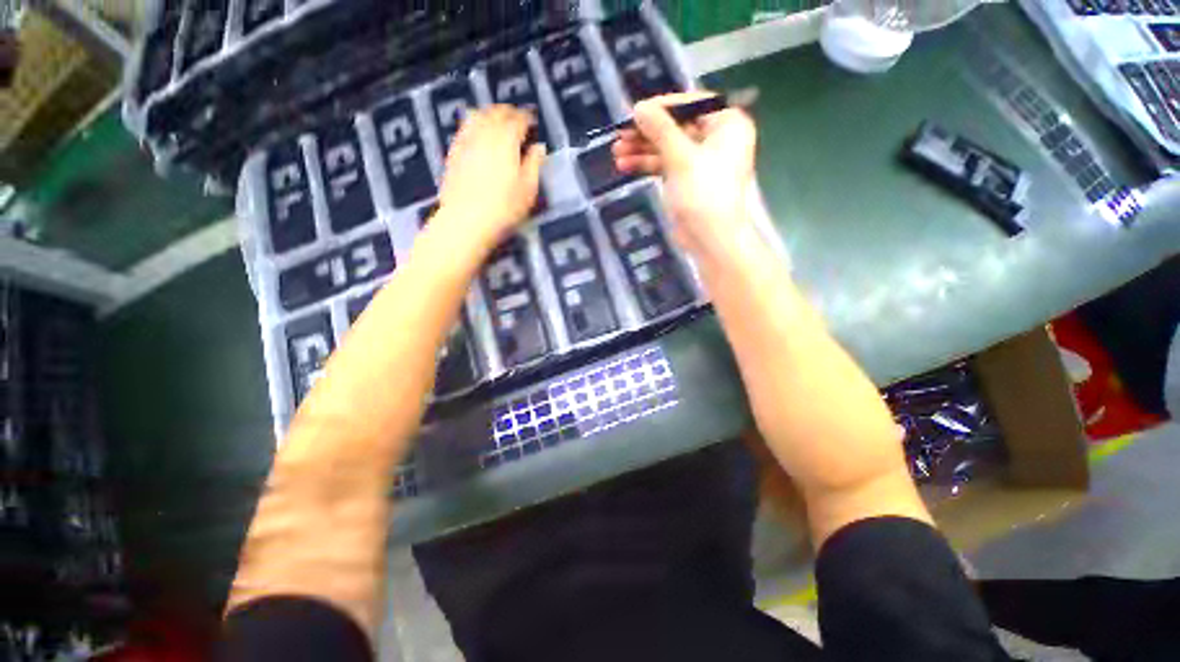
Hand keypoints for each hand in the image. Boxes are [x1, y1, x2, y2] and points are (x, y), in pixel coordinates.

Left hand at [435, 106, 545, 253]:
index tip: (533, 121)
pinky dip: (474, 124)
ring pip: (477, 116)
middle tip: (517, 118)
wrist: (466, 221)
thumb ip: (535, 164)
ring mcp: (466, 141)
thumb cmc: (504, 208)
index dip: (527, 118)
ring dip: (489, 114)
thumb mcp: (528, 190)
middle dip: (508, 112)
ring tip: (497, 121)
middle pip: (496, 113)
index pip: (518, 120)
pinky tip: (477, 133)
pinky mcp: (453, 152)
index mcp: (506, 141)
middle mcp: (485, 134)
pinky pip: (464, 128)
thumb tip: (539, 147)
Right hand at [613, 92, 757, 266]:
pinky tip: (625, 166)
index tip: (633, 112)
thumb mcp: (680, 156)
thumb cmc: (703, 193)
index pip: (690, 104)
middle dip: (646, 133)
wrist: (711, 239)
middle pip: (676, 127)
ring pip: (668, 148)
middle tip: (619, 135)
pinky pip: (666, 166)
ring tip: (616, 152)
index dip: (660, 107)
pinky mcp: (688, 182)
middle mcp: (716, 139)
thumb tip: (639, 107)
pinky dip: (647, 165)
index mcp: (726, 124)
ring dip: (642, 150)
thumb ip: (660, 129)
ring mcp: (701, 162)